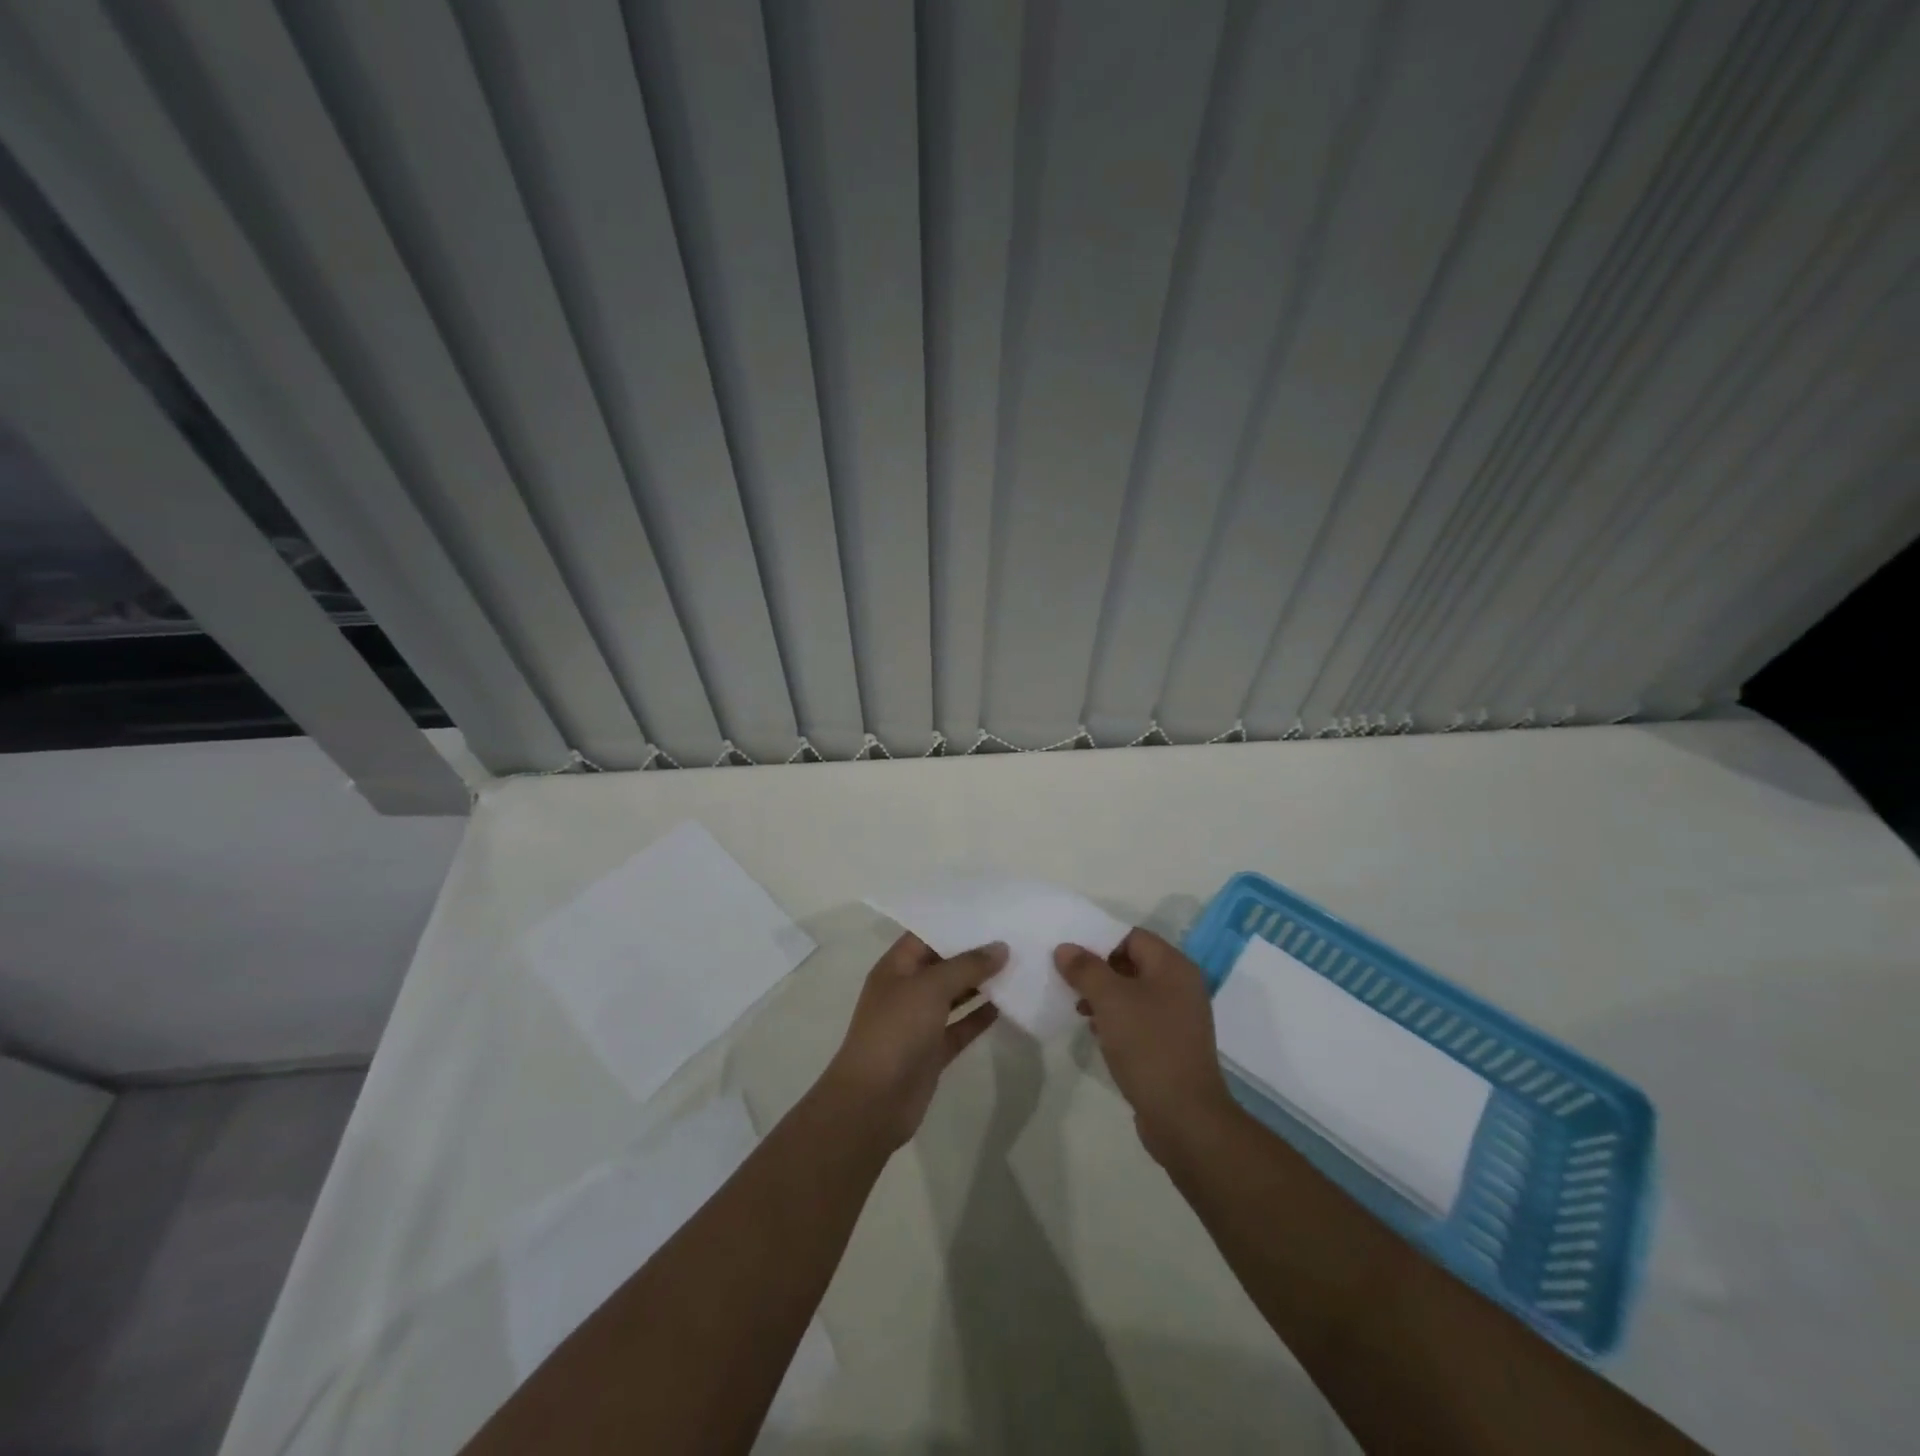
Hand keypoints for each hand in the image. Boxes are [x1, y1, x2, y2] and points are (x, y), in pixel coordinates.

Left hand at [820, 933, 1004, 1150]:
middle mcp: (907, 990)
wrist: (873, 1102)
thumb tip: (1001, 947)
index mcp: (896, 967)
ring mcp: (920, 1021)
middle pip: (943, 963)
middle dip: (974, 952)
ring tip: (1018, 965)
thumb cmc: (895, 1031)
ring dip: (981, 983)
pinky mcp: (933, 1050)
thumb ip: (967, 965)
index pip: (927, 934)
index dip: (955, 922)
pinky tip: (1008, 1004)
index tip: (990, 911)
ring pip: (955, 995)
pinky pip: (961, 1026)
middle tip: (1013, 935)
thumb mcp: (930, 988)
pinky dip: (981, 1016)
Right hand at [1055, 929, 1235, 1165]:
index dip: (1099, 940)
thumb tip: (1065, 948)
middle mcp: (1181, 985)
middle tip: (1066, 979)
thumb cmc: (1148, 1046)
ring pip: (1133, 992)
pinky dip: (1116, 1018)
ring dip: (1104, 995)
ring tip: (1077, 1007)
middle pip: (1132, 962)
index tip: (1069, 953)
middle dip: (1098, 969)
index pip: (1132, 936)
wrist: (1184, 1116)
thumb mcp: (1110, 1001)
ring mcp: (1178, 1016)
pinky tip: (1095, 1031)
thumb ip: (1085, 969)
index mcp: (1173, 966)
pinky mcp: (1171, 1043)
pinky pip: (1139, 1018)